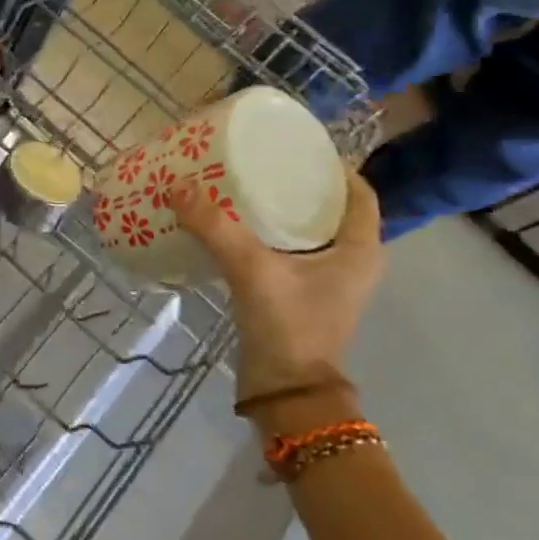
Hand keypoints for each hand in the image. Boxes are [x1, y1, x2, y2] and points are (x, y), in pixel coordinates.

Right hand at [168, 170, 383, 401]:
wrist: (286, 392)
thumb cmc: (288, 326)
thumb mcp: (252, 270)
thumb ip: (217, 227)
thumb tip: (178, 186)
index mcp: (359, 249)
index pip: (357, 192)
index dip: (331, 165)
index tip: (294, 147)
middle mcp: (351, 261)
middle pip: (329, 208)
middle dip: (297, 183)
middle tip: (258, 161)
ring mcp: (327, 281)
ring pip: (308, 230)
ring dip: (280, 209)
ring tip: (242, 186)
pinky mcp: (303, 295)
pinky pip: (290, 251)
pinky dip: (268, 234)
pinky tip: (235, 226)